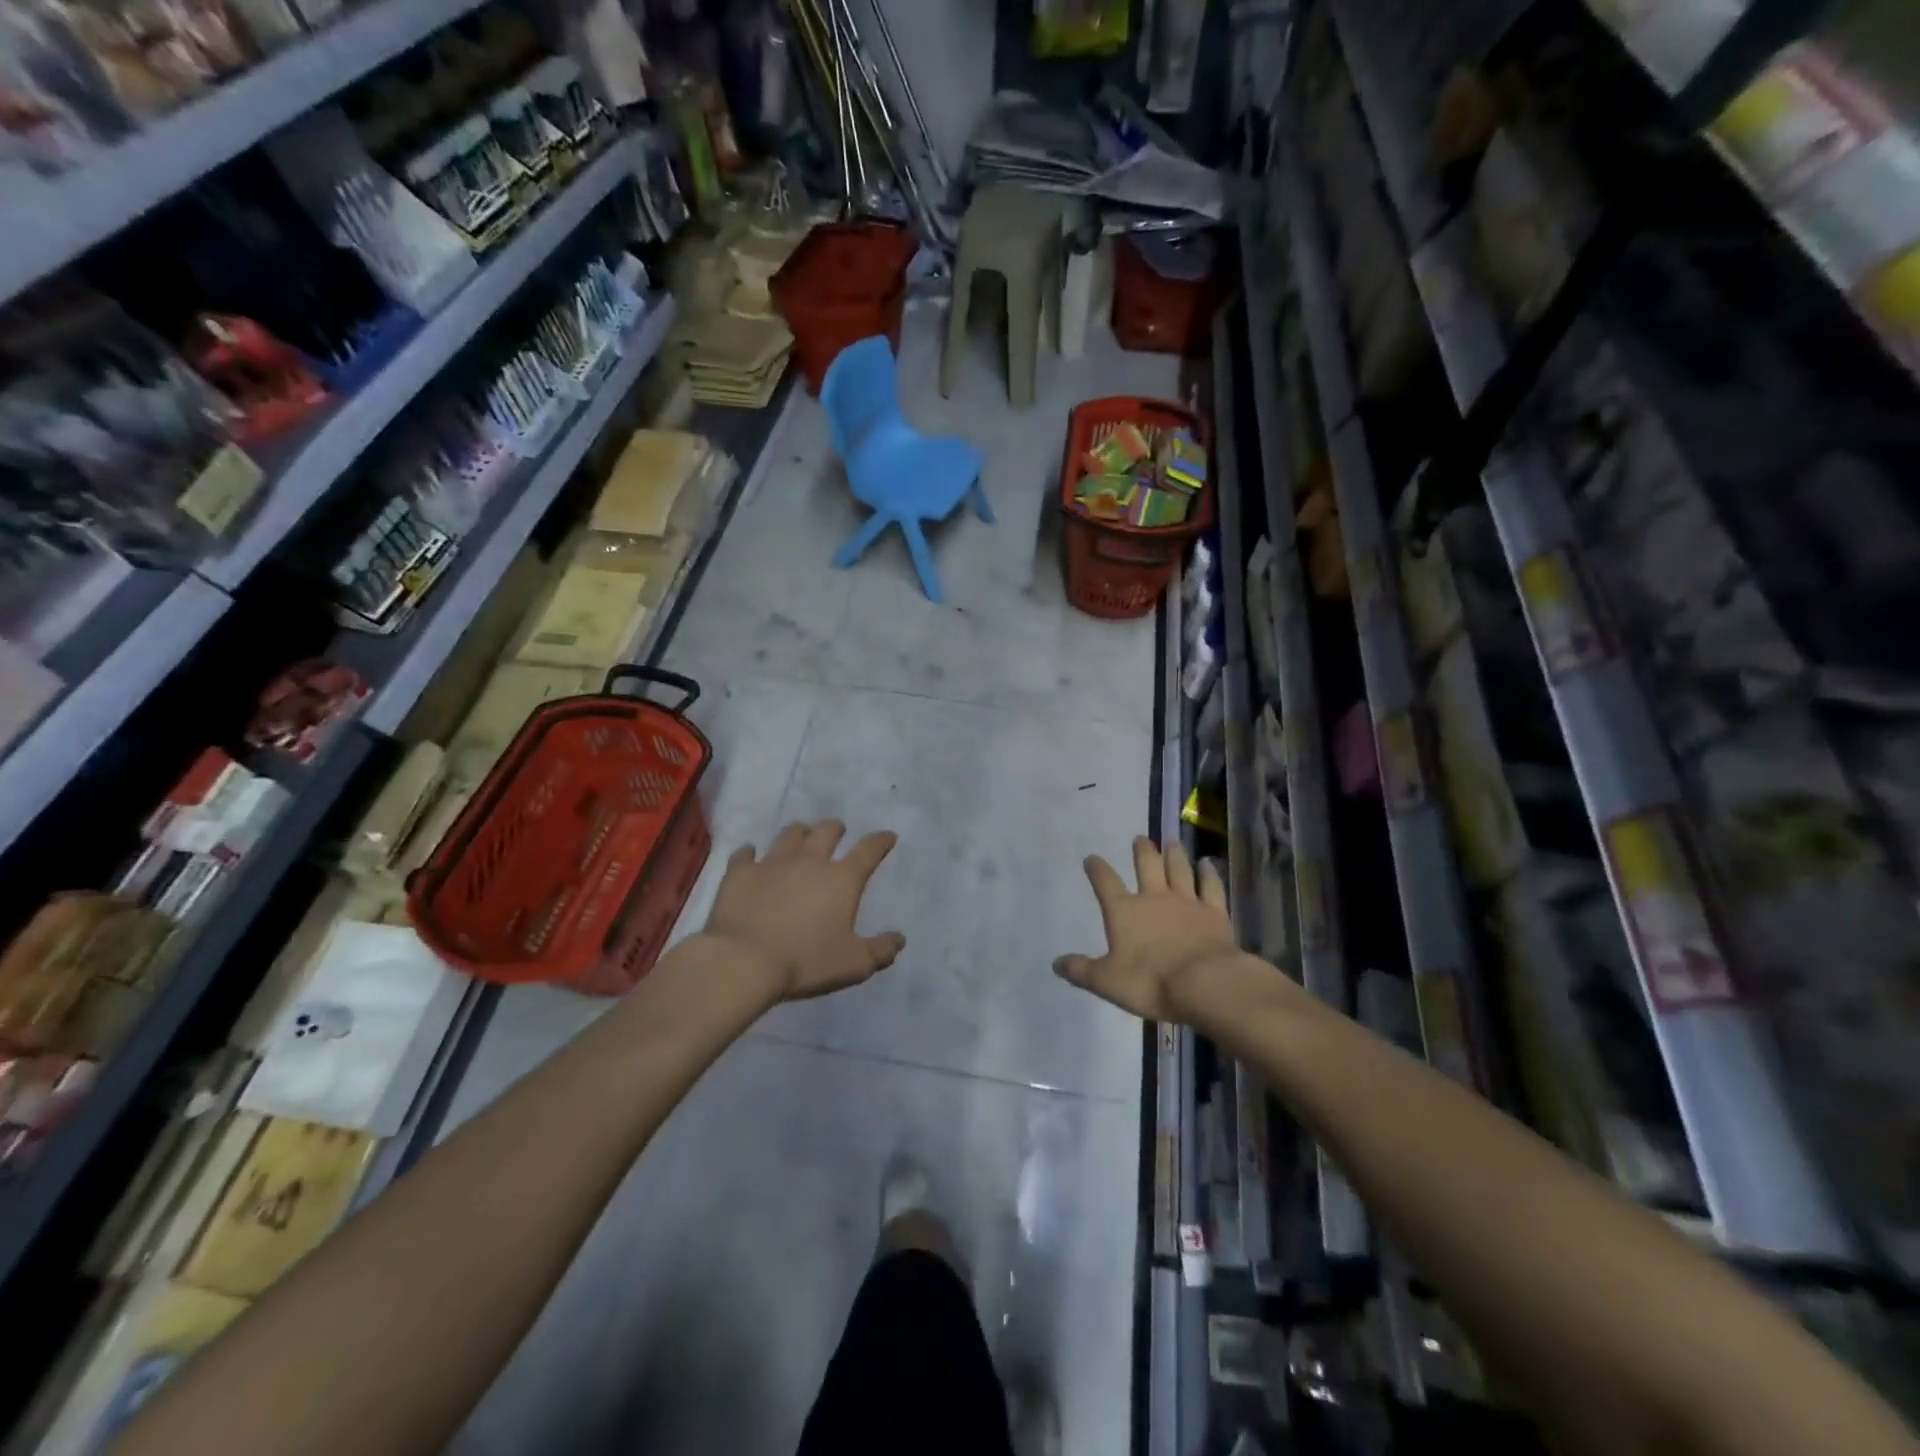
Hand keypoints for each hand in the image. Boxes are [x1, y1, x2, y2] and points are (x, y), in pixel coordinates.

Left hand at [701, 820, 905, 1000]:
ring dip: (799, 832)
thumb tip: (899, 939)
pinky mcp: (740, 872)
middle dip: (836, 828)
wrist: (744, 961)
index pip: (868, 851)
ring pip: (789, 834)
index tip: (888, 835)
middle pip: (826, 831)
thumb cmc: (805, 961)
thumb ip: (880, 950)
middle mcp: (810, 861)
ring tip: (800, 836)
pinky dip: (750, 853)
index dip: (881, 841)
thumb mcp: (854, 964)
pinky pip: (745, 853)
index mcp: (841, 879)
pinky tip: (750, 854)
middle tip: (838, 831)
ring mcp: (772, 863)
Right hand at [1054, 836, 1236, 1022]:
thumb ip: (1082, 971)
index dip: (1097, 869)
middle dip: (1142, 851)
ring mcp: (1187, 902)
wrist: (1205, 984)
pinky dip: (1209, 874)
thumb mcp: (1106, 982)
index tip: (1092, 858)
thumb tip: (1056, 964)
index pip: (1105, 882)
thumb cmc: (1150, 982)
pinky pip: (1211, 887)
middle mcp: (1154, 898)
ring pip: (1179, 870)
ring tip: (1171, 841)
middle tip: (1140, 838)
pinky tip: (1208, 864)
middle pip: (1147, 866)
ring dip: (1174, 854)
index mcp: (1124, 911)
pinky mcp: (1214, 913)